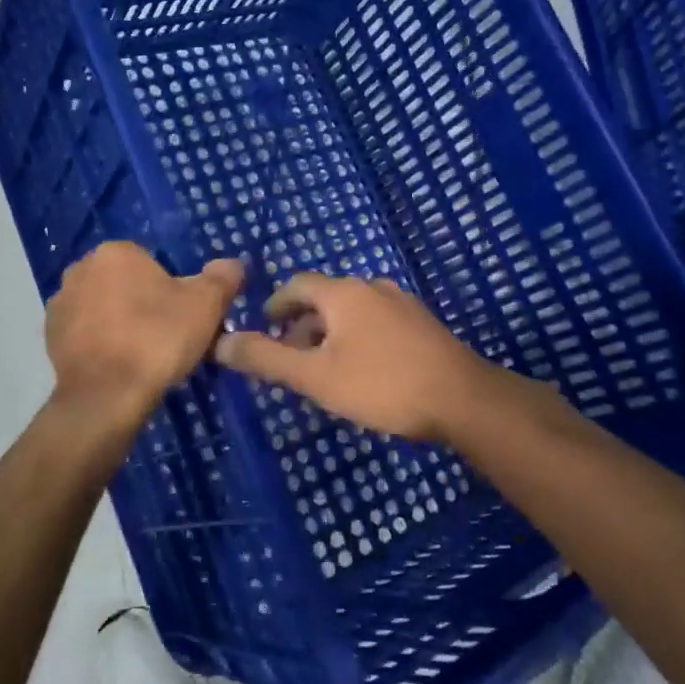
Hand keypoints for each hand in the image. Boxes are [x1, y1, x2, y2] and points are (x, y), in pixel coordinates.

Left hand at [43, 243, 243, 439]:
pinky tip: (119, 366)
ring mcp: (61, 303)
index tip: (183, 317)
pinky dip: (101, 344)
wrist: (106, 397)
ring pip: (104, 307)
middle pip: (126, 283)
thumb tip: (232, 265)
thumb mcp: (206, 304)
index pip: (152, 264)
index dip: (172, 290)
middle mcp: (81, 268)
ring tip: (143, 356)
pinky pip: (86, 333)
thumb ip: (223, 277)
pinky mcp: (50, 337)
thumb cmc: (158, 339)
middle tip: (167, 337)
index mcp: (117, 252)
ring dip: (120, 323)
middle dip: (144, 303)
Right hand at [214, 274, 504, 442]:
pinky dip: (356, 337)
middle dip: (302, 323)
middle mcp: (373, 288)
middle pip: (326, 297)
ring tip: (322, 368)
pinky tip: (362, 370)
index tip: (262, 327)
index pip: (298, 284)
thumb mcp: (316, 377)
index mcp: (344, 293)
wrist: (463, 399)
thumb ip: (267, 358)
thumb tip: (221, 342)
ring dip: (329, 333)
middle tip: (288, 357)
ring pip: (353, 311)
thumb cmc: (382, 385)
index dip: (276, 304)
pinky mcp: (421, 324)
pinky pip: (376, 322)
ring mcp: (402, 304)